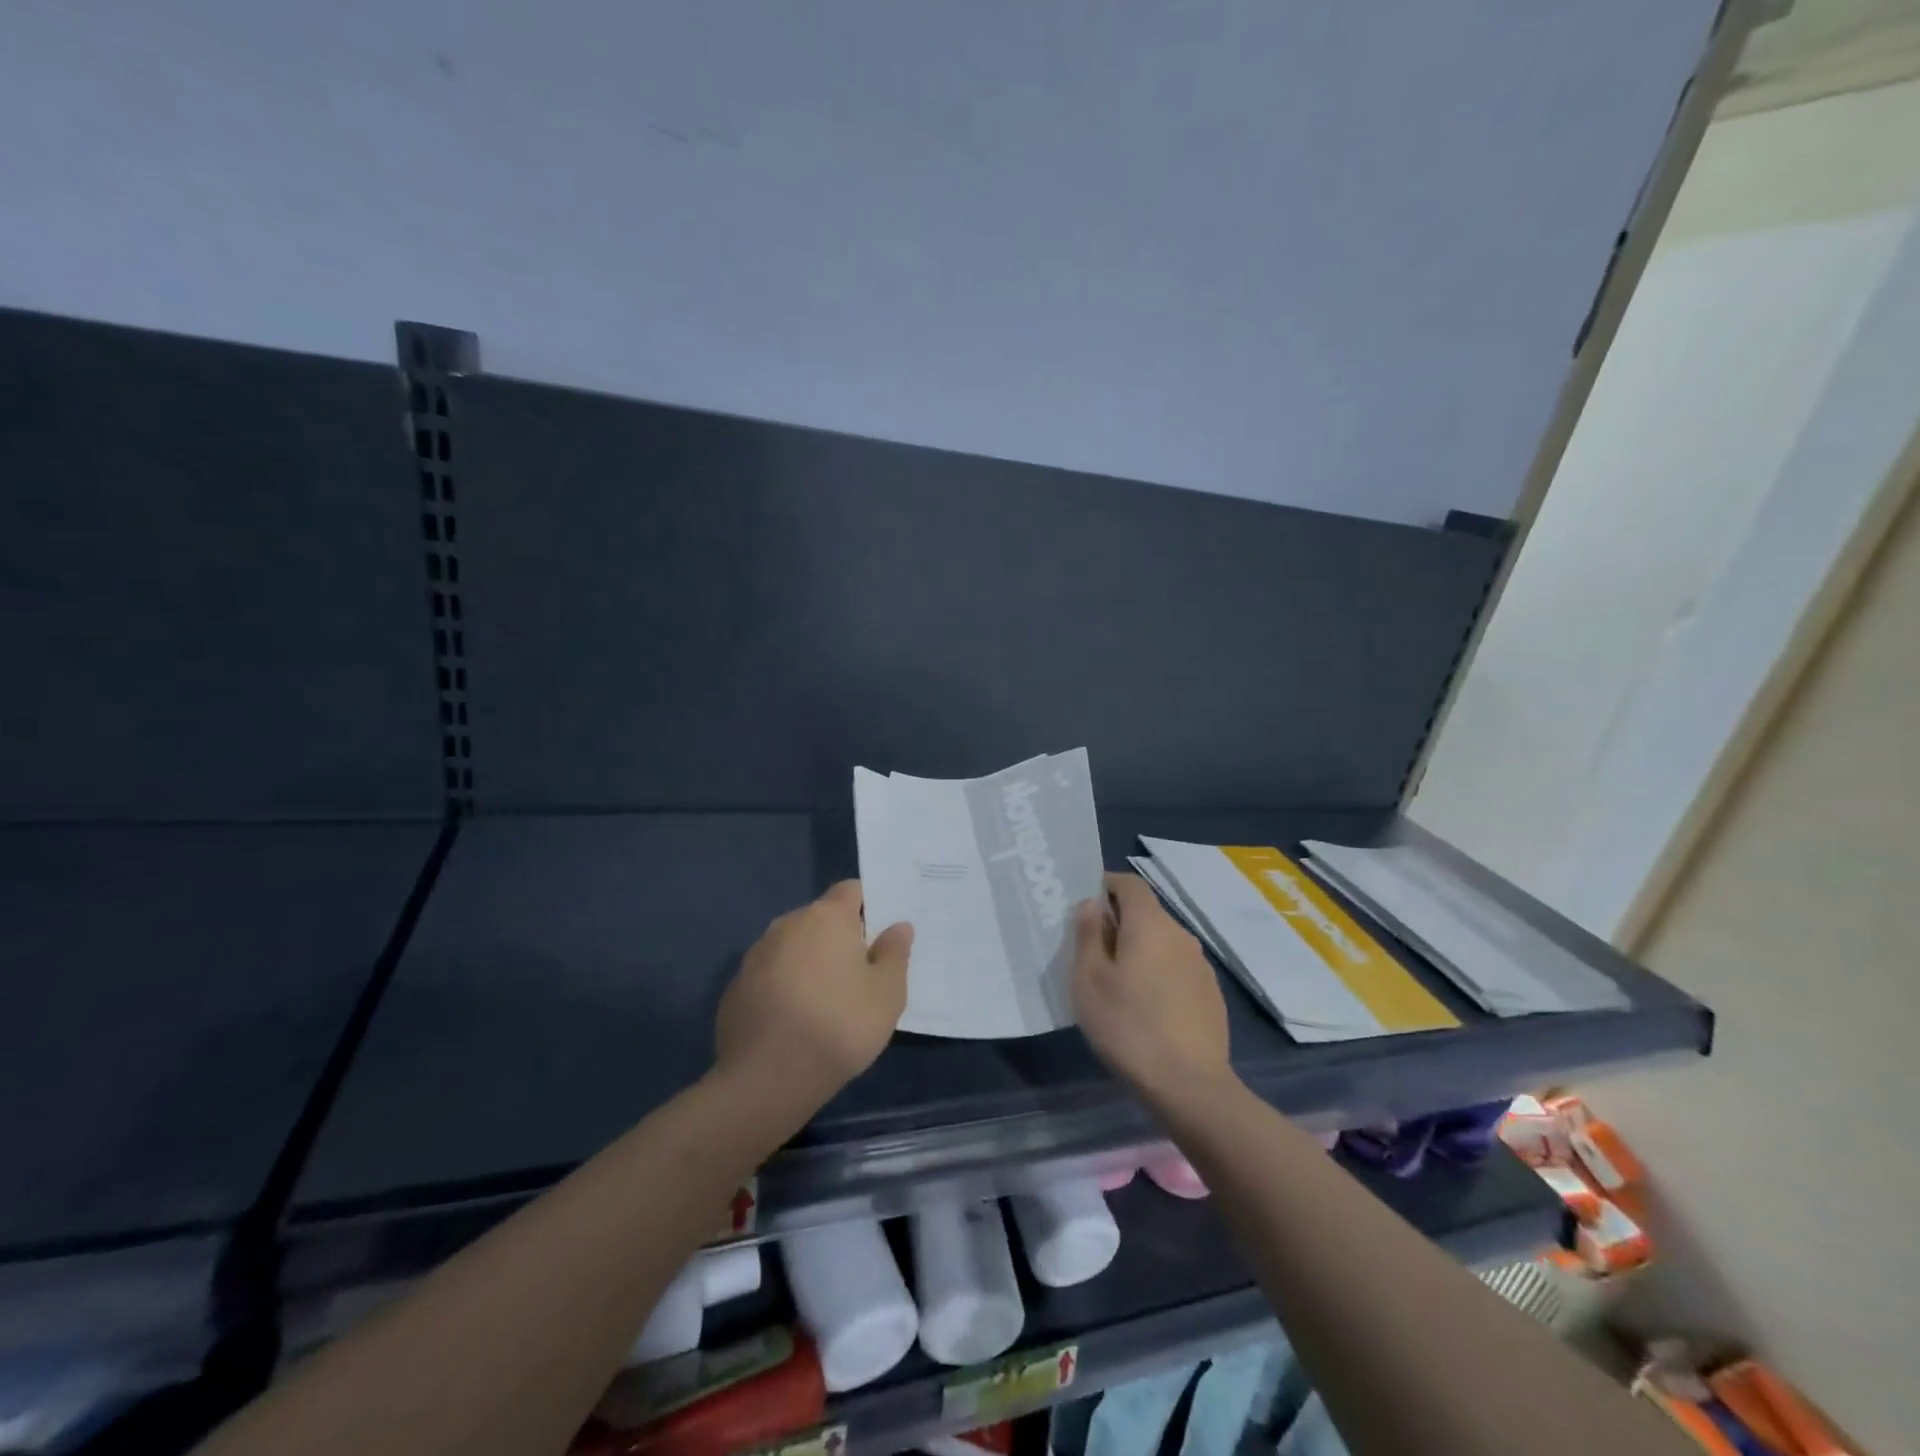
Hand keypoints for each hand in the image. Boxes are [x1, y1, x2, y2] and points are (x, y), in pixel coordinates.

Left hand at [716, 881, 913, 1103]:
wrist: (766, 1079)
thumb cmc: (839, 1026)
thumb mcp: (887, 994)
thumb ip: (895, 953)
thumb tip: (898, 927)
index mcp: (826, 917)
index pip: (851, 890)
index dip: (869, 907)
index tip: (881, 935)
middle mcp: (787, 924)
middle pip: (821, 919)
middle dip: (840, 938)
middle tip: (861, 973)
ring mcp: (756, 955)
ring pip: (793, 947)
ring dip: (810, 962)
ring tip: (827, 1001)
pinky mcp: (736, 987)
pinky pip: (770, 975)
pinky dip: (785, 987)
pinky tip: (795, 1021)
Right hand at [1072, 873, 1231, 1101]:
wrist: (1189, 1085)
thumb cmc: (1127, 1025)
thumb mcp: (1089, 979)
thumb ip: (1088, 934)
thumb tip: (1093, 905)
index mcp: (1150, 924)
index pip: (1130, 883)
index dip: (1106, 885)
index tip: (1085, 905)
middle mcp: (1180, 934)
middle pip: (1146, 913)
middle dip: (1119, 922)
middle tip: (1091, 950)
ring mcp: (1200, 965)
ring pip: (1162, 942)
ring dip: (1139, 950)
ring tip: (1116, 983)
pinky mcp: (1210, 994)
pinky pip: (1176, 968)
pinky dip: (1157, 973)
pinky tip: (1144, 1007)